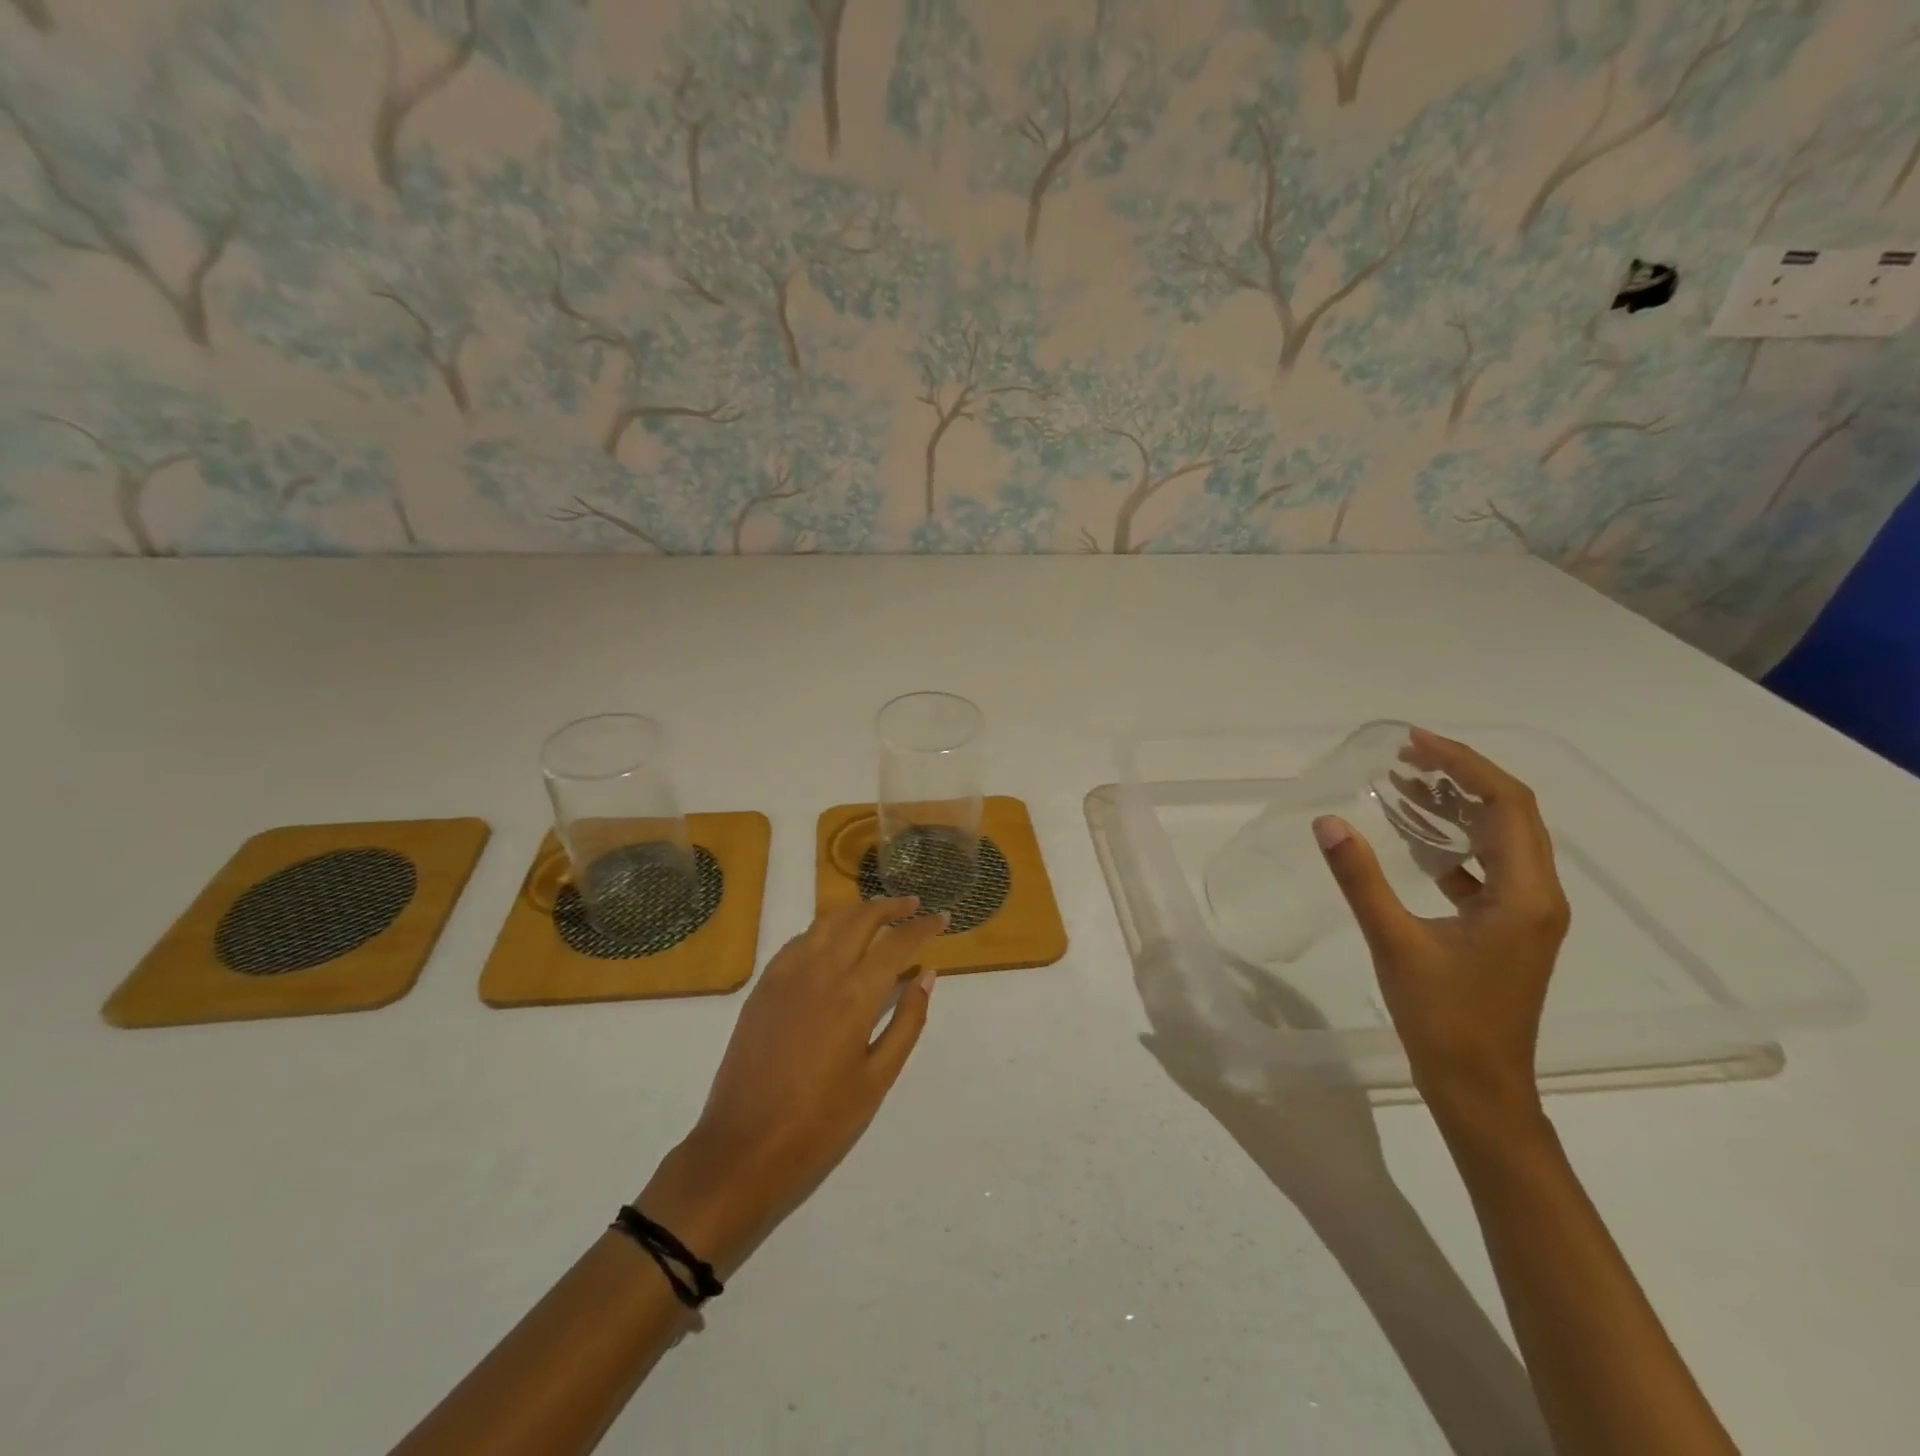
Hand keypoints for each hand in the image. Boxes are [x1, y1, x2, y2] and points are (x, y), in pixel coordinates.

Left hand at [638, 899, 945, 1270]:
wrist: (743, 1146)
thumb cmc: (820, 1121)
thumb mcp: (877, 1078)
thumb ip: (907, 1021)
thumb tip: (926, 975)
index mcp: (855, 994)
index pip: (897, 943)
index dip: (923, 926)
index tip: (942, 917)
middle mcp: (821, 970)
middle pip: (861, 918)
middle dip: (891, 906)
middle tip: (913, 905)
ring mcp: (786, 974)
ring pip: (827, 922)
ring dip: (857, 912)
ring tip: (878, 916)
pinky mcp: (763, 985)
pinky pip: (799, 941)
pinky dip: (824, 931)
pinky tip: (833, 942)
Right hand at [1313, 728, 1569, 1132]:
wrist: (1480, 1089)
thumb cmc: (1444, 1018)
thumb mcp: (1395, 943)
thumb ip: (1361, 879)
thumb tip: (1328, 823)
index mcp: (1524, 894)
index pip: (1507, 805)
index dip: (1464, 765)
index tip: (1415, 743)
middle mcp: (1537, 896)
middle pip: (1509, 815)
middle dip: (1460, 777)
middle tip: (1405, 755)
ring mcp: (1524, 915)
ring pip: (1498, 841)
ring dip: (1456, 808)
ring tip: (1405, 783)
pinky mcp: (1506, 930)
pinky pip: (1485, 869)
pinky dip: (1452, 844)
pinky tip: (1414, 841)